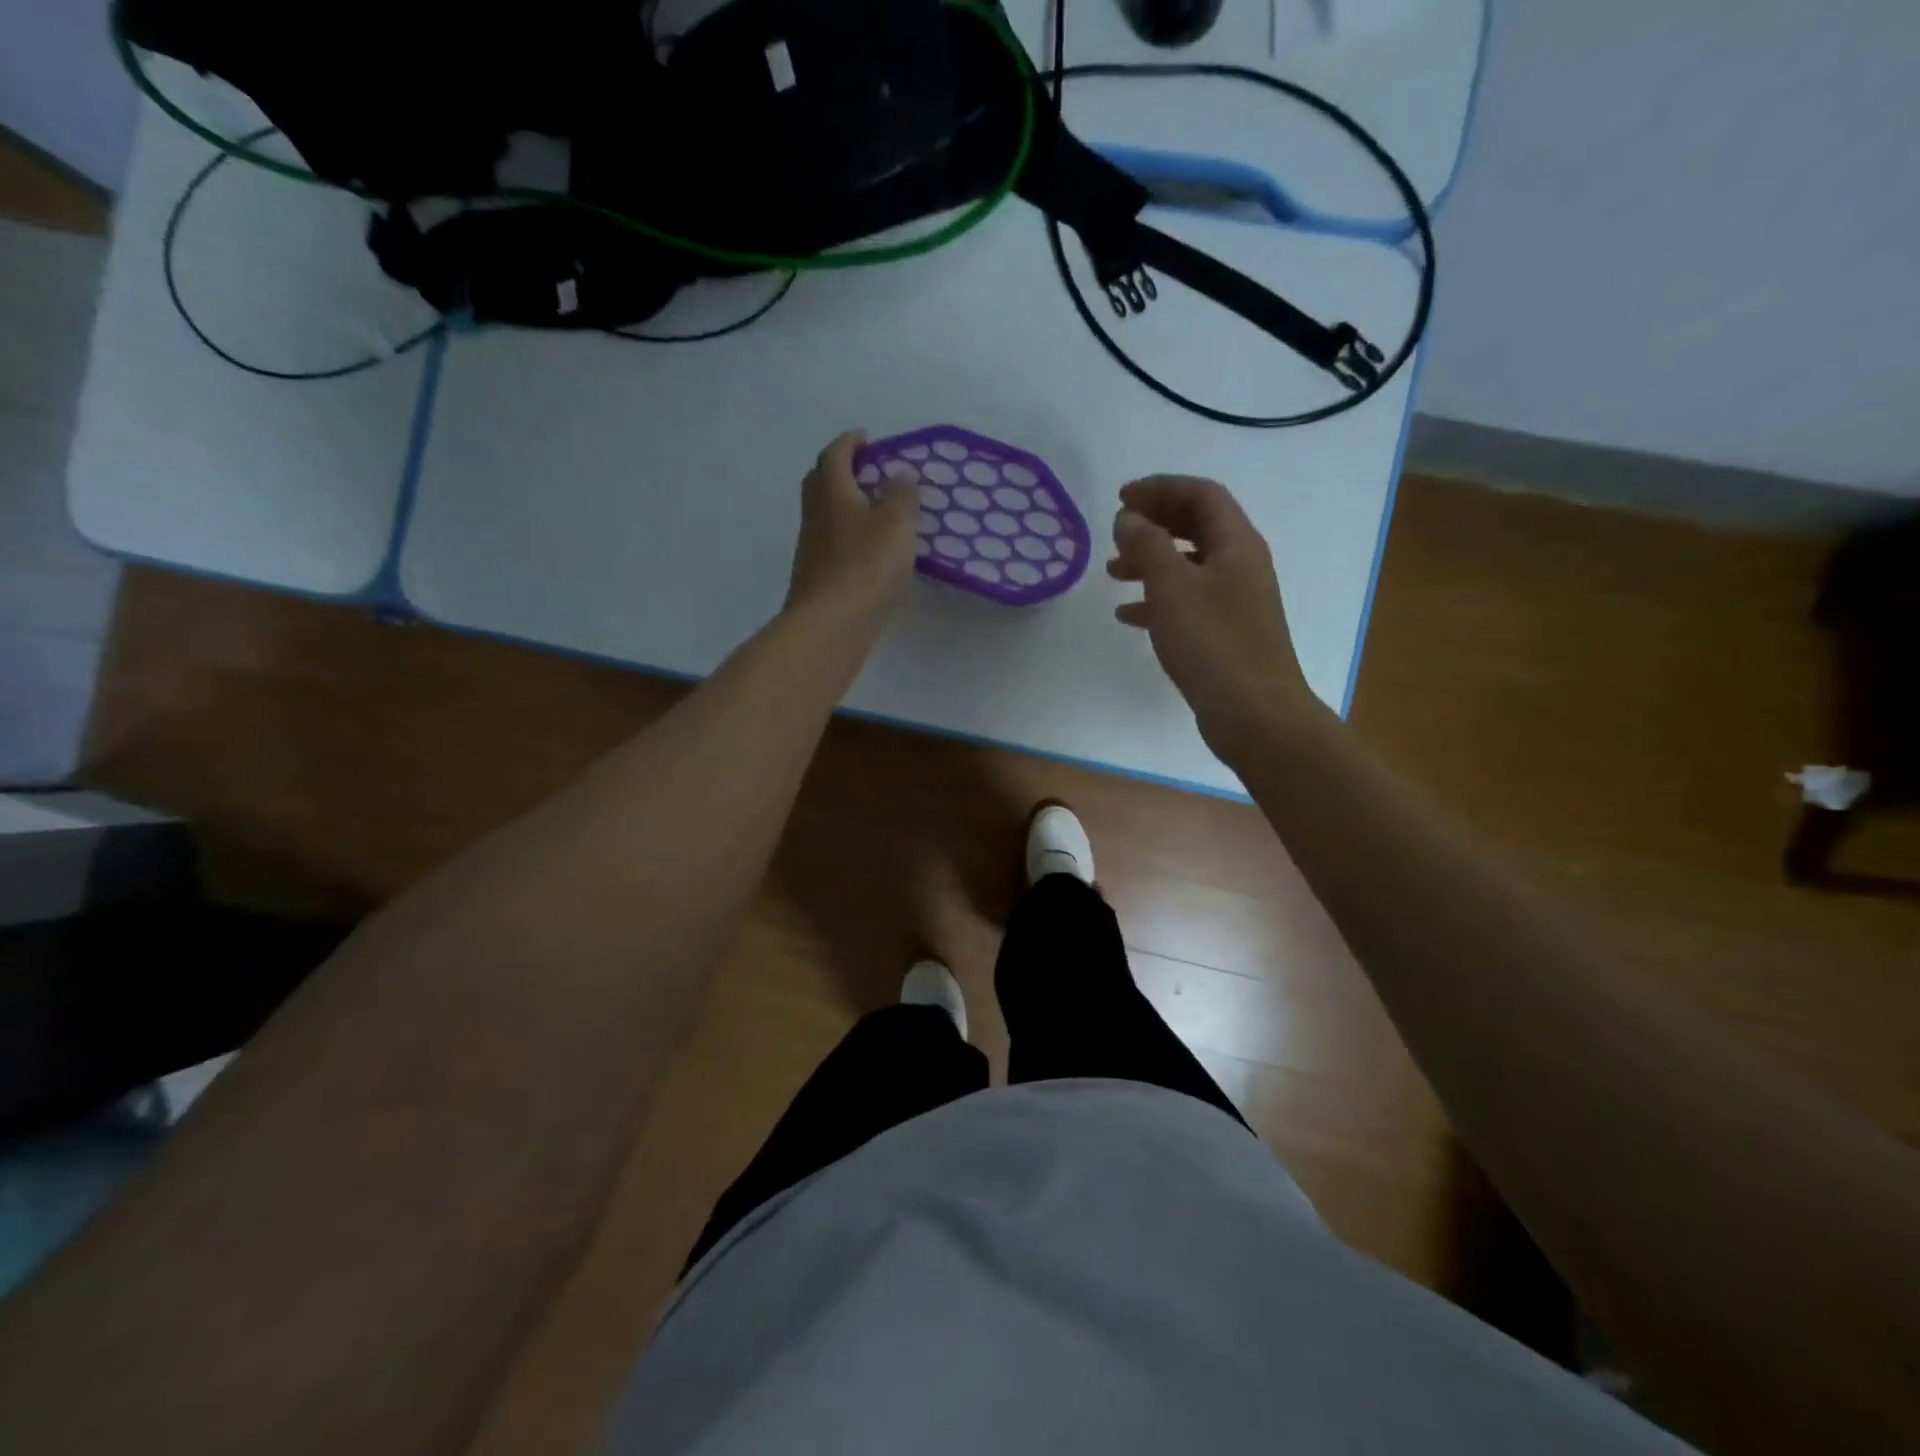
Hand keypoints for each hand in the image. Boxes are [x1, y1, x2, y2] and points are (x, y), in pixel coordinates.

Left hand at [785, 431, 919, 637]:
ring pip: (825, 515)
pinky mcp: (817, 577)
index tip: (866, 438)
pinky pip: (831, 544)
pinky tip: (869, 551)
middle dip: (840, 470)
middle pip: (820, 482)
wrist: (830, 626)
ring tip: (875, 512)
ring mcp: (812, 549)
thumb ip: (901, 494)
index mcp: (832, 492)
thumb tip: (898, 473)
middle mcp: (815, 515)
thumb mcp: (895, 524)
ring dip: (844, 505)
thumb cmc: (865, 568)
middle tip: (866, 471)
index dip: (850, 442)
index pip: (835, 455)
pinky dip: (848, 537)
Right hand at [1108, 475, 1320, 757]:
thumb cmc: (1213, 643)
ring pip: (1188, 566)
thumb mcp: (1172, 587)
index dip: (1161, 488)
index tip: (1120, 499)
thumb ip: (1146, 545)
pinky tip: (1127, 616)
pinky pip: (1186, 603)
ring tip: (1111, 573)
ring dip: (1150, 562)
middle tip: (1116, 529)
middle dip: (1155, 522)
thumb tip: (1128, 519)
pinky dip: (1156, 601)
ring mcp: (1234, 602)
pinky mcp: (1223, 634)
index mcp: (1236, 544)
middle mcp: (1240, 566)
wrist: (1254, 714)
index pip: (1202, 495)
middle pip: (1196, 527)